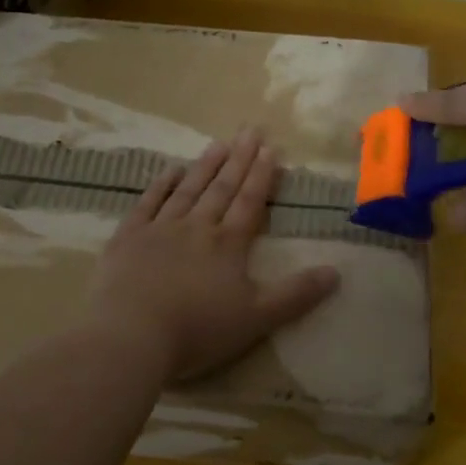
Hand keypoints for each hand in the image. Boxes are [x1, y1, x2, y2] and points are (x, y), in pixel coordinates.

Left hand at [80, 129, 341, 382]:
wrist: (131, 334)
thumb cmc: (198, 329)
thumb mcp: (257, 318)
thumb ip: (296, 294)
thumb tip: (336, 272)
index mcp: (228, 244)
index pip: (249, 202)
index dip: (262, 175)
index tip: (270, 148)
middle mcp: (197, 227)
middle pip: (222, 188)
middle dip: (239, 159)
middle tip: (250, 130)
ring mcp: (160, 229)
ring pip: (188, 189)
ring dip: (206, 165)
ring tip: (220, 143)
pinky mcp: (129, 238)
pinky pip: (148, 203)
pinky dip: (161, 185)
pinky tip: (171, 170)